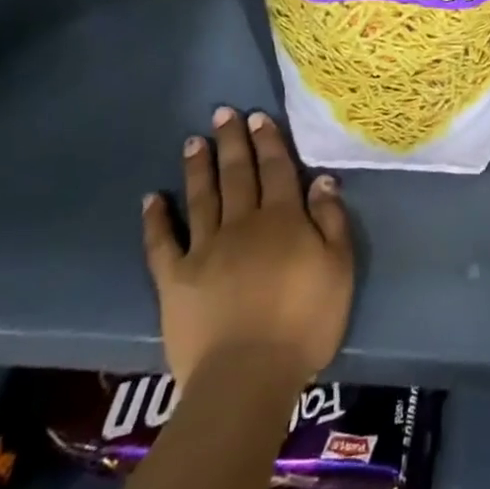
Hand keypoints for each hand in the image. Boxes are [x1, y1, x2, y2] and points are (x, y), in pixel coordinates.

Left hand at [141, 107, 353, 389]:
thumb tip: (321, 180)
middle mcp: (242, 223)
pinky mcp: (174, 279)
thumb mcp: (339, 268)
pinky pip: (162, 243)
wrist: (247, 375)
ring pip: (202, 198)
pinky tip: (151, 198)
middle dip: (231, 142)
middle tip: (223, 113)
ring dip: (198, 167)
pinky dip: (155, 219)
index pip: (276, 169)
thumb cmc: (305, 321)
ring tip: (193, 141)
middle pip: (237, 174)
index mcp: (282, 219)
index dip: (268, 141)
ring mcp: (204, 249)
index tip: (258, 117)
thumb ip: (331, 220)